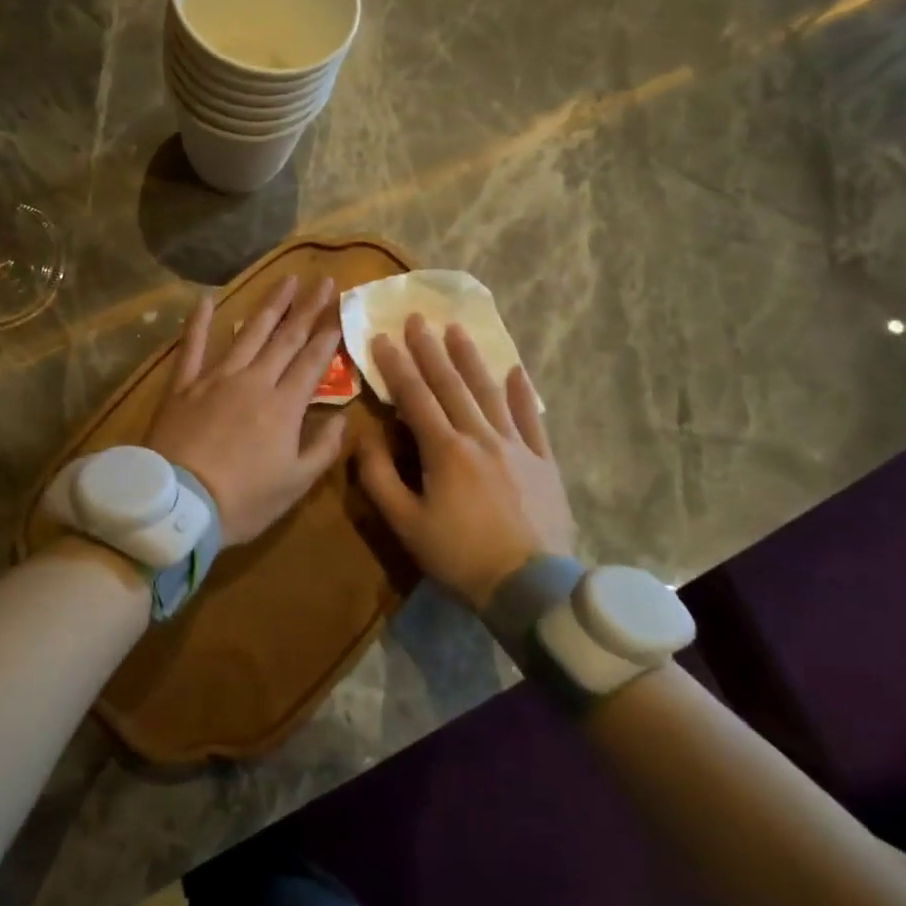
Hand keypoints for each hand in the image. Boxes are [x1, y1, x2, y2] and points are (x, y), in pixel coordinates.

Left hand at [145, 275, 347, 545]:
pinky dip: (198, 322)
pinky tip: (205, 299)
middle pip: (286, 338)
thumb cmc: (242, 501)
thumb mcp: (295, 485)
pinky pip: (192, 347)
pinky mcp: (183, 385)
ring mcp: (216, 378)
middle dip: (307, 308)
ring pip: (248, 333)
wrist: (178, 505)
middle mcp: (254, 381)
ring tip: (285, 281)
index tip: (340, 307)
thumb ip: (322, 449)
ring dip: (270, 306)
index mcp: (284, 406)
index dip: (328, 334)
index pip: (313, 361)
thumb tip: (344, 419)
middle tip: (323, 280)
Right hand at [358, 316, 576, 611]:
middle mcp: (480, 436)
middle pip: (451, 384)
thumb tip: (363, 439)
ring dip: (470, 359)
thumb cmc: (459, 556)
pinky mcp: (543, 462)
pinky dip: (521, 393)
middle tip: (418, 318)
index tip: (383, 337)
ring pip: (489, 392)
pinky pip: (531, 419)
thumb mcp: (406, 524)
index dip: (397, 366)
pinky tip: (515, 371)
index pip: (415, 396)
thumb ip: (380, 478)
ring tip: (457, 330)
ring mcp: (517, 446)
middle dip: (430, 350)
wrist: (530, 586)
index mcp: (445, 449)